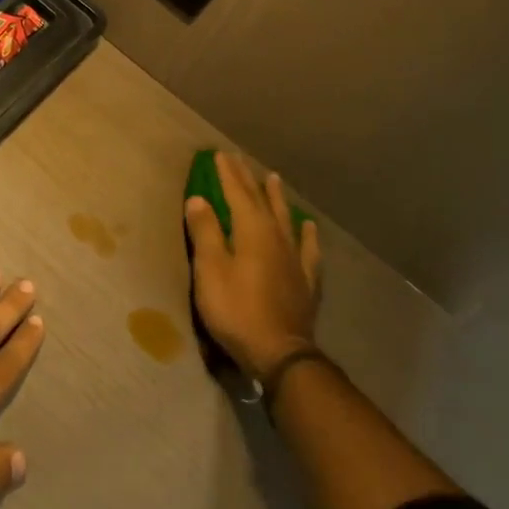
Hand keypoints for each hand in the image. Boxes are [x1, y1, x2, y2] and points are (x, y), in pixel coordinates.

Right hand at [185, 153, 320, 380]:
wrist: (280, 354)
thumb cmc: (237, 309)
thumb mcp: (210, 270)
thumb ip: (205, 232)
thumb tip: (199, 198)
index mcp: (252, 231)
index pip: (237, 193)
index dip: (227, 174)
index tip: (220, 154)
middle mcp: (276, 237)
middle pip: (261, 201)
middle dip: (247, 180)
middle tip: (239, 160)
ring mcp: (294, 259)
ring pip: (285, 219)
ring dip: (277, 198)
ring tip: (274, 179)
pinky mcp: (305, 281)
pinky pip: (308, 249)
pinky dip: (307, 235)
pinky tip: (309, 227)